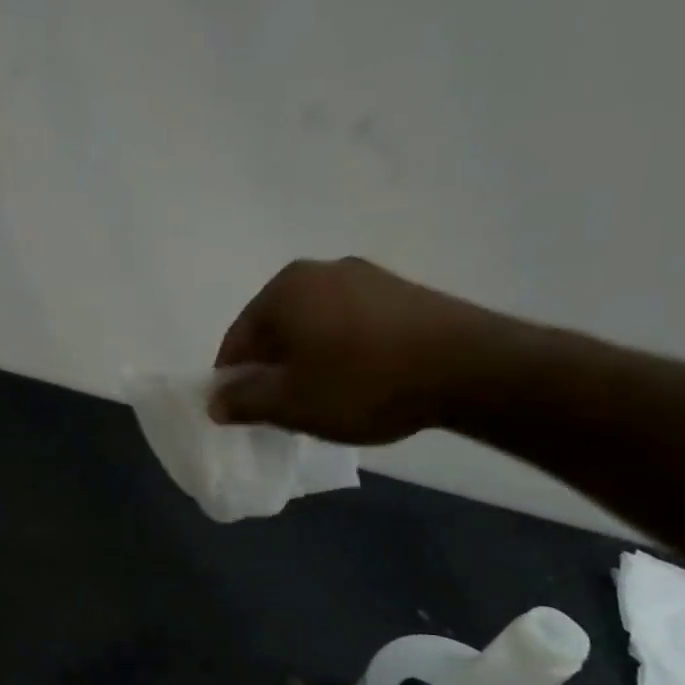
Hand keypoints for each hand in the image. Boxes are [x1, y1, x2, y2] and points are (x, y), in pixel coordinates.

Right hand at [211, 258, 508, 443]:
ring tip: (326, 398)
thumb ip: (244, 402)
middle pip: (276, 328)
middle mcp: (319, 271)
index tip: (243, 413)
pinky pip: (351, 323)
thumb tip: (215, 402)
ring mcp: (365, 276)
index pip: (238, 339)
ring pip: (314, 326)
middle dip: (273, 369)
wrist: (469, 367)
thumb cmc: (362, 382)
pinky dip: (342, 351)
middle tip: (284, 409)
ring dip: (308, 360)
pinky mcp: (401, 291)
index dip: (233, 380)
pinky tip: (361, 380)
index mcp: (284, 289)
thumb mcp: (291, 404)